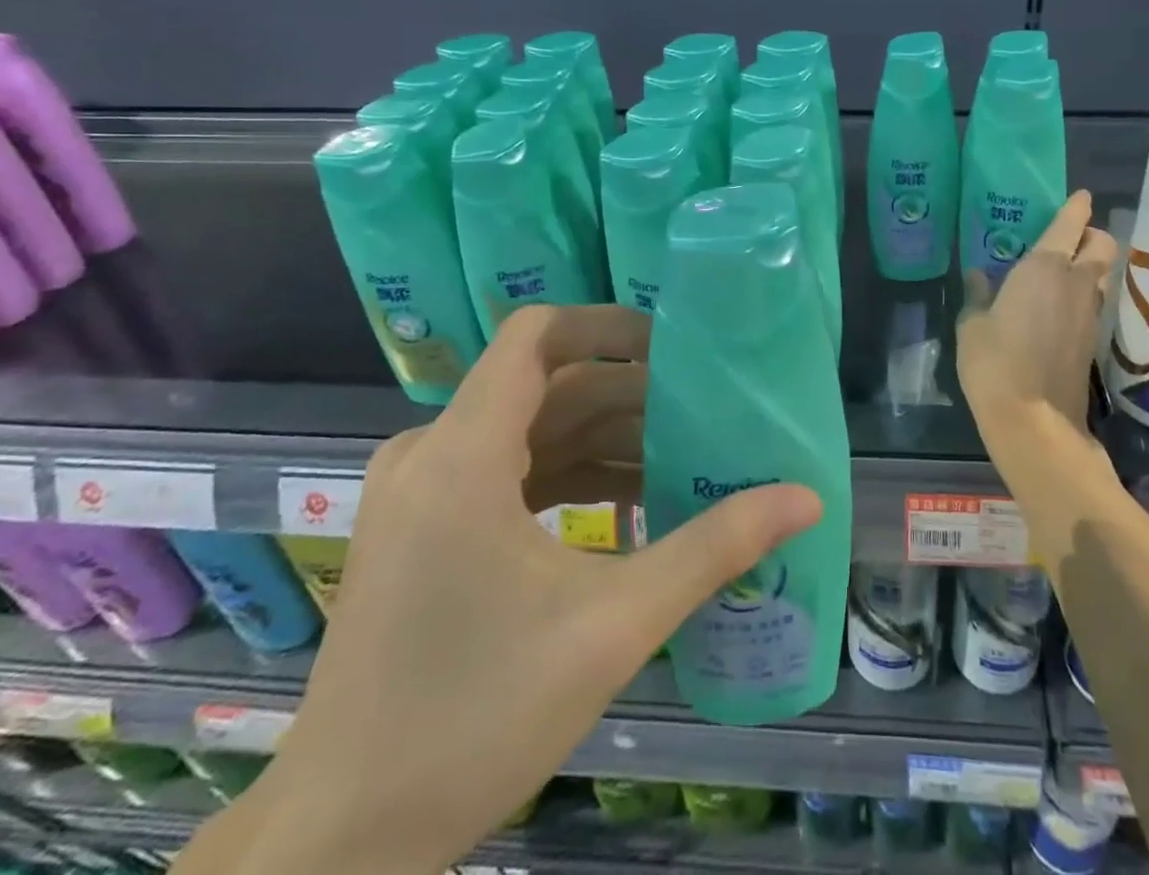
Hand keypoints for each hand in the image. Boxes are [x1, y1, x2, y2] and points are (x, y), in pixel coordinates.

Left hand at [185, 305, 820, 874]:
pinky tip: (629, 511)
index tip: (673, 348)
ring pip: (530, 431)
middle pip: (546, 386)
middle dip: (628, 395)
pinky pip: (507, 472)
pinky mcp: (422, 529)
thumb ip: (713, 548)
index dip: (607, 325)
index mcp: (462, 453)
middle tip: (703, 415)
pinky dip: (568, 478)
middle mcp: (430, 452)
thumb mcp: (613, 625)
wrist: (341, 842)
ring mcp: (419, 492)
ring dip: (604, 441)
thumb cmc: (474, 720)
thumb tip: (806, 499)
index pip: (537, 335)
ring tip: (681, 463)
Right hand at [957, 191, 1119, 455]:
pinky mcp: (1093, 340)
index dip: (1077, 207)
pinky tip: (1058, 305)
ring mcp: (1090, 313)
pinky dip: (1083, 293)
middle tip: (1071, 237)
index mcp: (1045, 268)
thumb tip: (978, 275)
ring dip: (1089, 266)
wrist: (1034, 420)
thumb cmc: (995, 363)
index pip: (1071, 225)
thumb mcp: (973, 325)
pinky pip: (1093, 301)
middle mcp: (1076, 283)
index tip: (1081, 197)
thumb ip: (978, 295)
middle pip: (1104, 246)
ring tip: (1061, 270)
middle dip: (1093, 235)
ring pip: (1101, 275)